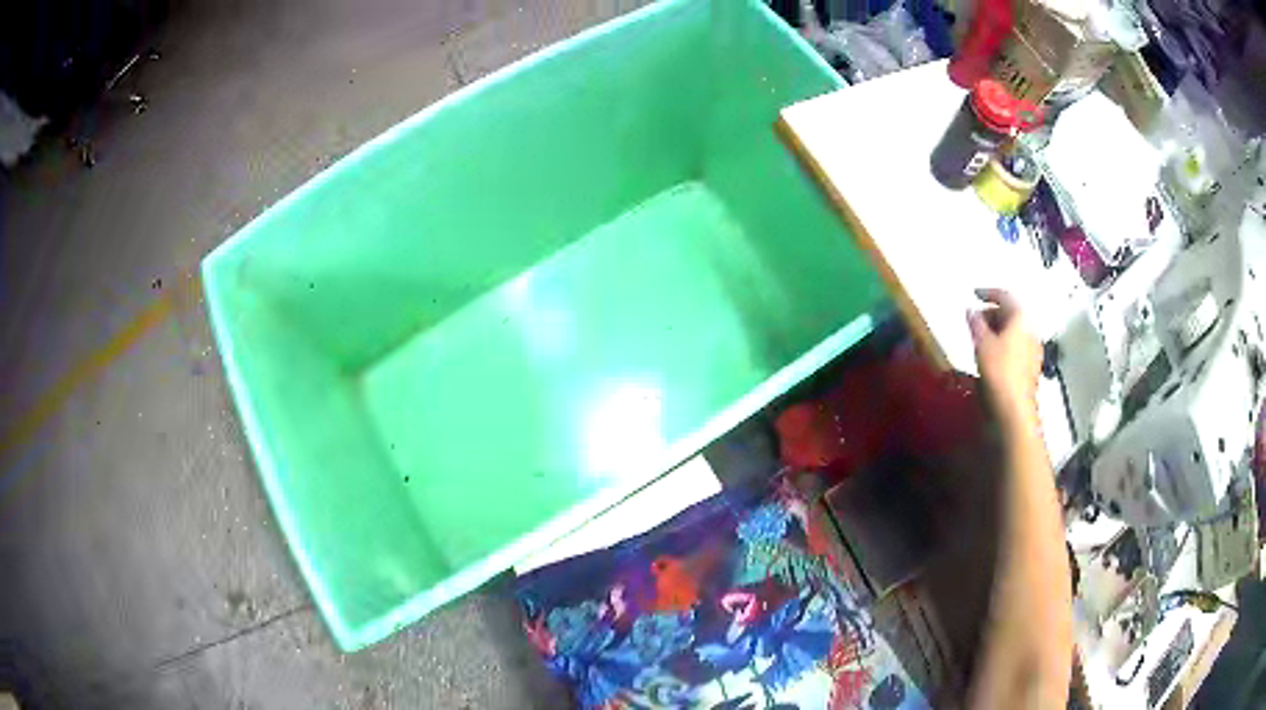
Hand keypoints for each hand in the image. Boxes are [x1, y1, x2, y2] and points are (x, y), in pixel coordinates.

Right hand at [968, 288, 1041, 433]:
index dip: (988, 293)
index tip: (974, 294)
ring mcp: (1033, 350)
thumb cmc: (999, 371)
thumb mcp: (982, 344)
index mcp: (1021, 319)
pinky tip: (992, 355)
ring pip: (1014, 331)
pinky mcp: (1031, 367)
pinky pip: (1016, 346)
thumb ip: (976, 323)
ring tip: (980, 338)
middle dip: (993, 314)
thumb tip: (971, 311)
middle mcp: (1031, 330)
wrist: (1014, 410)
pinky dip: (1004, 343)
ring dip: (998, 330)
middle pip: (1012, 314)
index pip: (1005, 296)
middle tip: (975, 320)